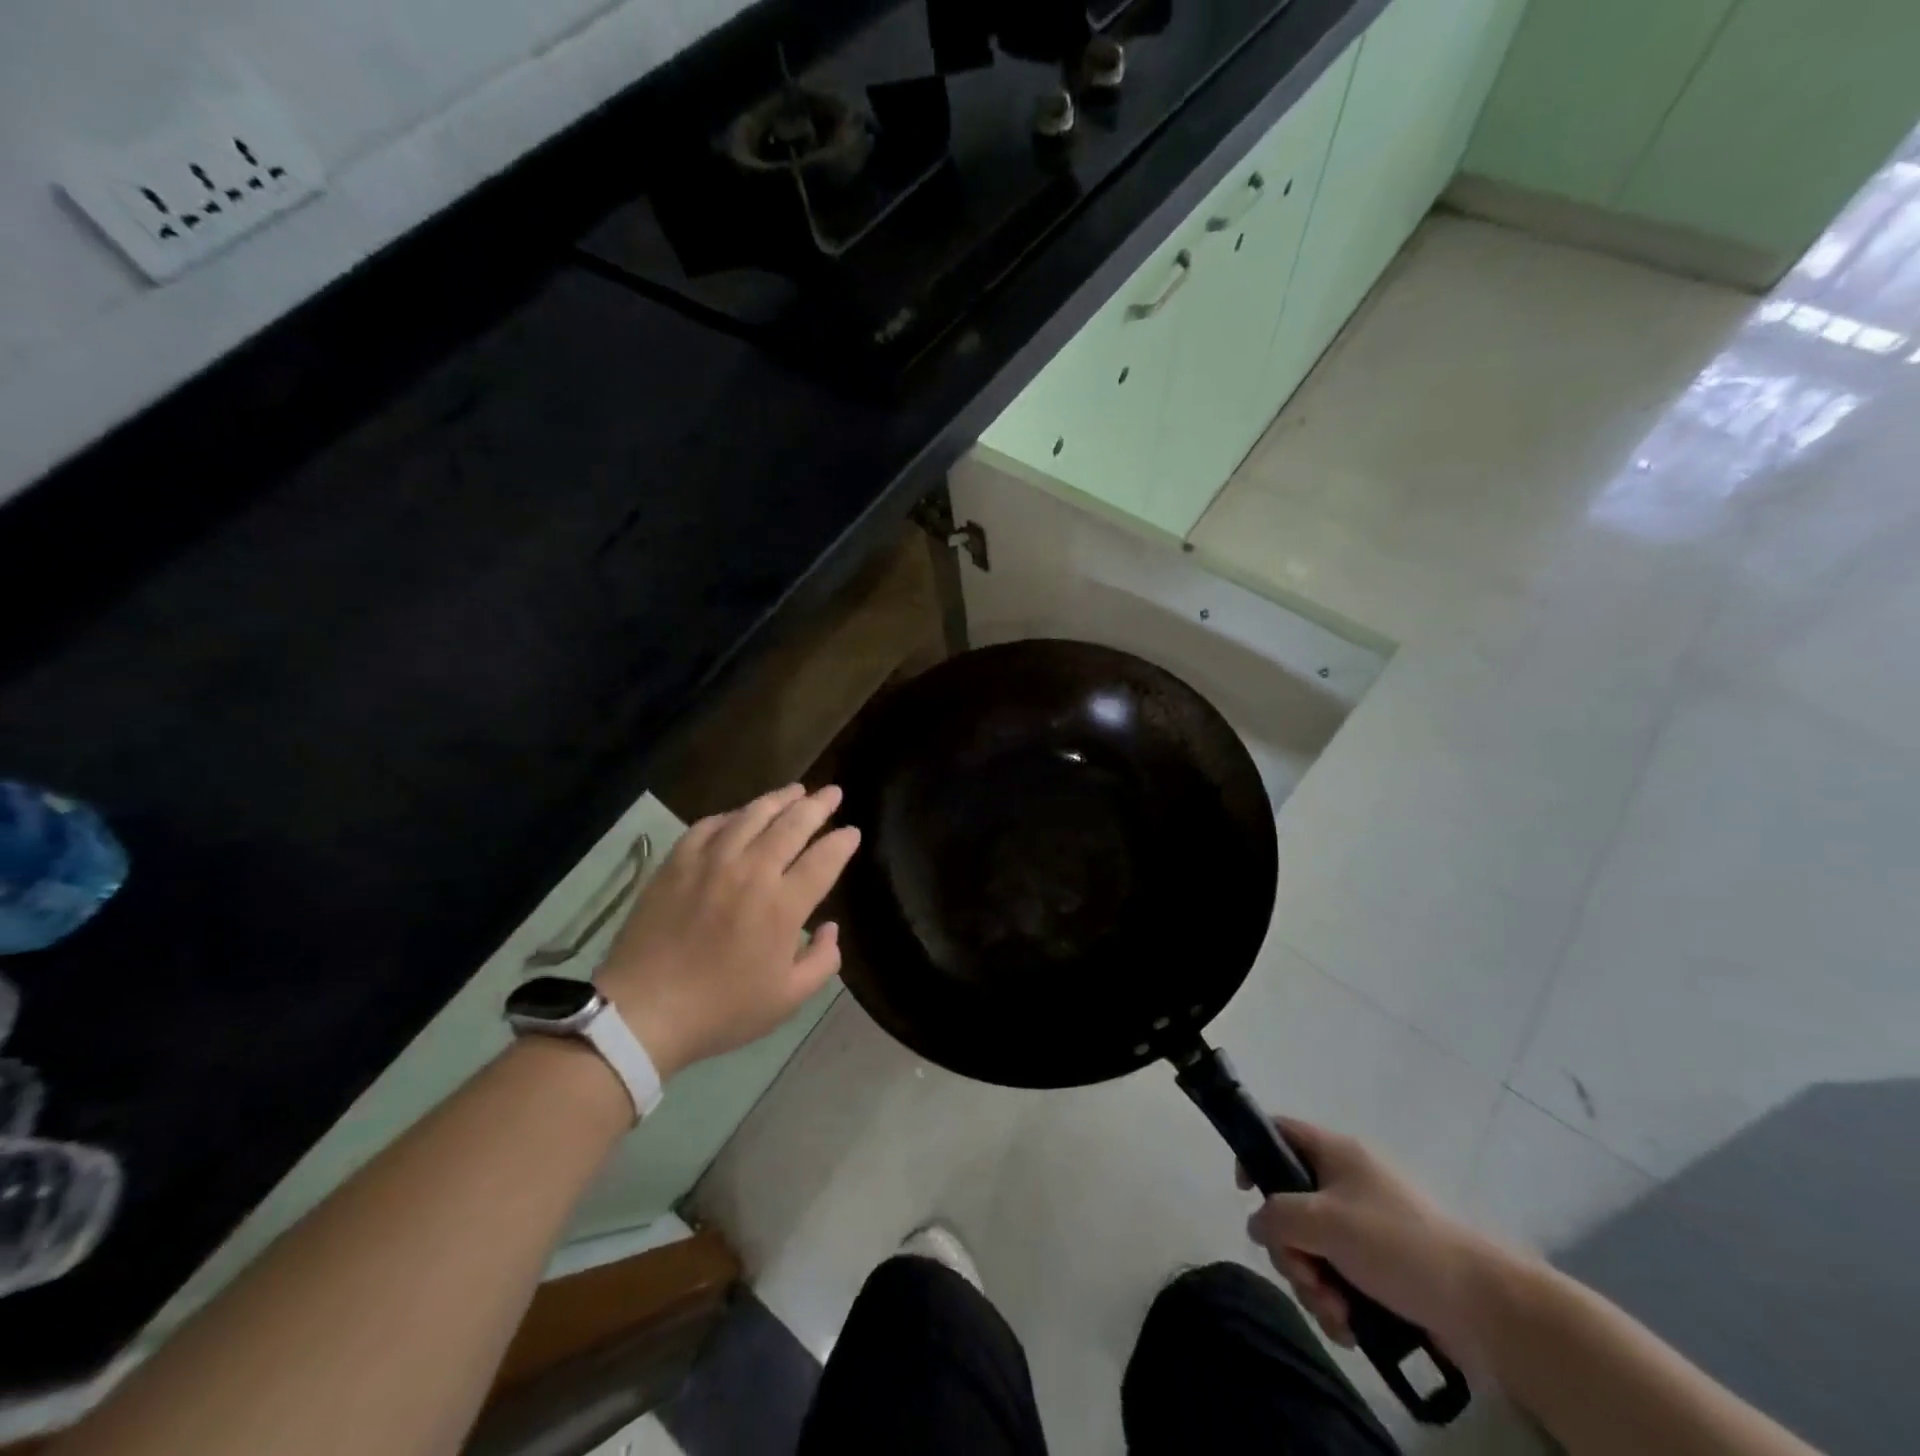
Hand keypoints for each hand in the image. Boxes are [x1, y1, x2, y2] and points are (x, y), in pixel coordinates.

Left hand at [596, 784, 859, 1079]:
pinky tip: (739, 815)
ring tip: (795, 790)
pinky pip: (709, 825)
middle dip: (818, 806)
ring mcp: (711, 862)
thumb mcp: (787, 999)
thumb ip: (822, 961)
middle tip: (833, 792)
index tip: (853, 832)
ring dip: (779, 799)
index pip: (824, 859)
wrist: (644, 1012)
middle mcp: (752, 872)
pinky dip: (730, 815)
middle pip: (792, 825)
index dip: (843, 842)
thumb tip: (830, 927)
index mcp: (783, 905)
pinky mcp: (677, 862)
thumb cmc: (722, 1009)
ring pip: (752, 815)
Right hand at [1241, 1118, 1504, 1365]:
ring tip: (1336, 1314)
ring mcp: (1365, 1229)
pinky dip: (1336, 1303)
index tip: (1245, 1193)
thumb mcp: (1326, 1222)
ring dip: (1313, 1284)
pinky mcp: (1381, 1270)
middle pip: (1289, 1205)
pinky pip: (1337, 1278)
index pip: (1279, 1132)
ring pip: (1312, 1249)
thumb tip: (1256, 1223)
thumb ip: (1278, 1216)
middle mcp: (1346, 1185)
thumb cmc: (1399, 1246)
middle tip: (1306, 1276)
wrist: (1486, 1307)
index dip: (1254, 1154)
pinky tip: (1350, 1328)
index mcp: (1336, 1154)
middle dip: (1290, 1249)